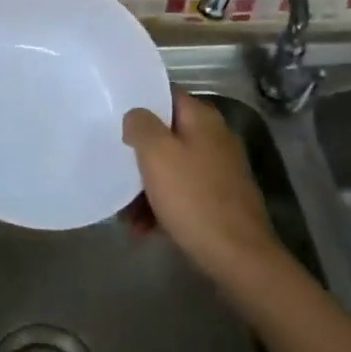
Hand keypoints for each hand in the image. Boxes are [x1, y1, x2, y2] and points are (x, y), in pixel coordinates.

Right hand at [122, 91, 284, 287]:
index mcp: (202, 119)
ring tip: (125, 214)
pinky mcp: (218, 199)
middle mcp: (214, 138)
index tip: (113, 116)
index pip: (166, 95)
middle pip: (166, 134)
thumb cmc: (193, 198)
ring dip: (145, 186)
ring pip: (171, 167)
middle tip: (114, 167)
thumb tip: (136, 116)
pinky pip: (182, 193)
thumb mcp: (157, 154)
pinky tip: (144, 229)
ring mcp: (218, 170)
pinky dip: (161, 206)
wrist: (237, 256)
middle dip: (139, 153)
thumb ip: (141, 125)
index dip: (139, 103)